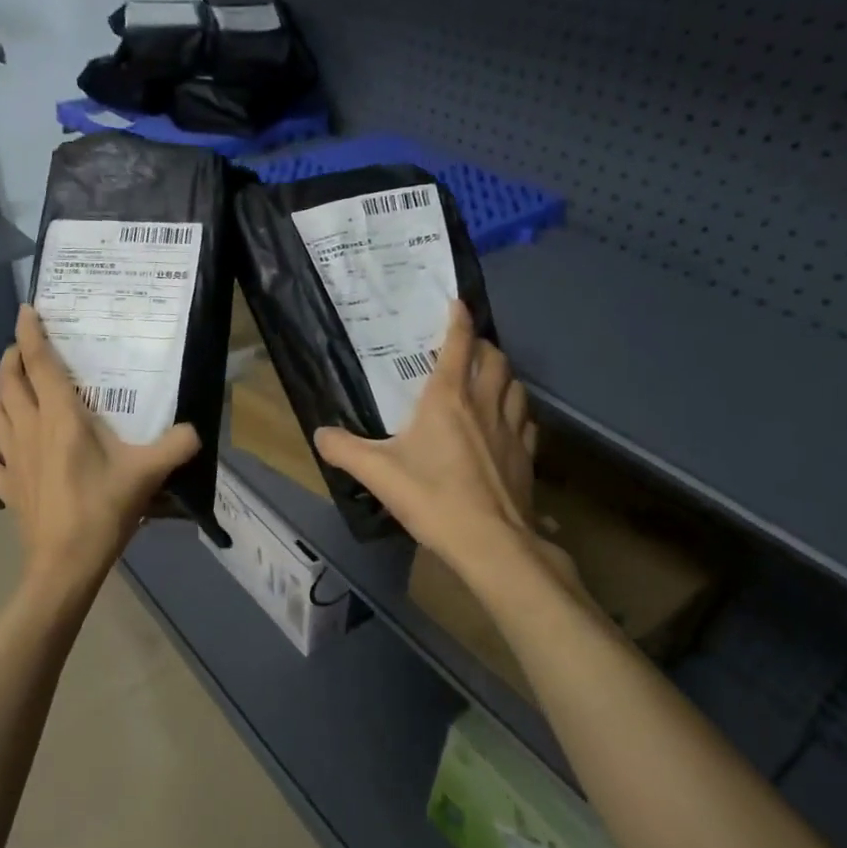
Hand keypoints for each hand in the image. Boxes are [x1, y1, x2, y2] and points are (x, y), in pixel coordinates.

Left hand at [0, 305, 200, 587]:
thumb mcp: (149, 472)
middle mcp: (29, 429)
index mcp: (60, 417)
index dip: (31, 333)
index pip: (39, 363)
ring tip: (15, 391)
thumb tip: (197, 430)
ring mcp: (12, 458)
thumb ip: (177, 445)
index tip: (27, 309)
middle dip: (11, 358)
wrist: (65, 563)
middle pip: (7, 382)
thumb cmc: (103, 509)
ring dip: (0, 395)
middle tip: (24, 349)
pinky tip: (8, 451)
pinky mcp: (6, 487)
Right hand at [314, 301, 539, 565]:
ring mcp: (511, 429)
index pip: (460, 344)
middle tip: (468, 348)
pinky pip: (526, 419)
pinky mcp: (527, 455)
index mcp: (448, 398)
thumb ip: (344, 450)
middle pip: (495, 359)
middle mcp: (484, 404)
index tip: (457, 304)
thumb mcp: (378, 473)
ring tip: (489, 379)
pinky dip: (516, 410)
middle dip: (484, 346)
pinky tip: (506, 423)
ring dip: (503, 374)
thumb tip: (319, 433)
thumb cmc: (433, 498)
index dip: (459, 320)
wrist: (491, 542)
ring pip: (515, 385)